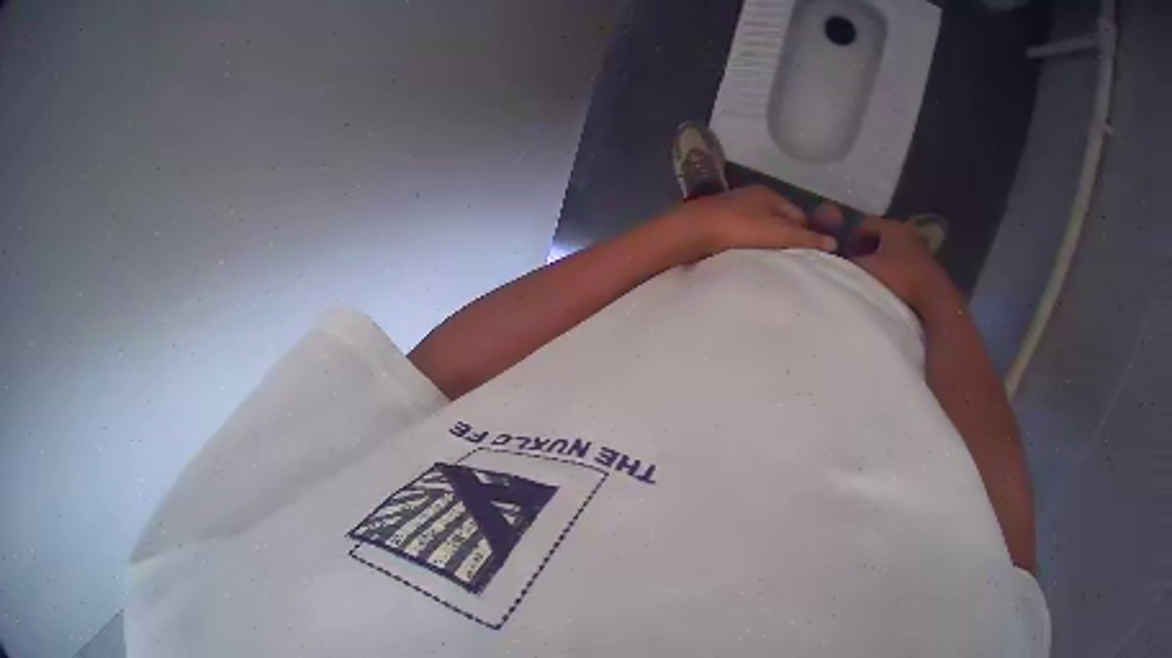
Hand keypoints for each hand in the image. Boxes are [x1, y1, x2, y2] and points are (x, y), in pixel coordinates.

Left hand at [661, 186, 836, 258]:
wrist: (692, 232)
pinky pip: (742, 237)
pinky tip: (750, 262)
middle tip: (795, 263)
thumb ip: (807, 239)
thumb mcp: (780, 234)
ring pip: (760, 229)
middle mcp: (750, 197)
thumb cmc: (740, 229)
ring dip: (768, 245)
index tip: (813, 256)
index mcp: (768, 194)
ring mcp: (731, 209)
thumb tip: (833, 243)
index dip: (808, 234)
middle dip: (788, 239)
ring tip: (775, 266)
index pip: (798, 214)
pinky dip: (750, 247)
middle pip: (779, 221)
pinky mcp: (716, 225)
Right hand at [841, 212, 952, 310]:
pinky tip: (892, 285)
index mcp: (891, 226)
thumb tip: (839, 261)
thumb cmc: (898, 279)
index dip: (851, 237)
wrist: (935, 299)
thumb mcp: (865, 270)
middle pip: (881, 235)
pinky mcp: (928, 265)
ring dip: (884, 260)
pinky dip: (897, 270)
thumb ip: (849, 263)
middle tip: (858, 265)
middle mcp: (907, 230)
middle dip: (868, 248)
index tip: (845, 254)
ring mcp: (921, 248)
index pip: (865, 223)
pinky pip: (906, 262)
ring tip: (875, 278)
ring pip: (895, 249)